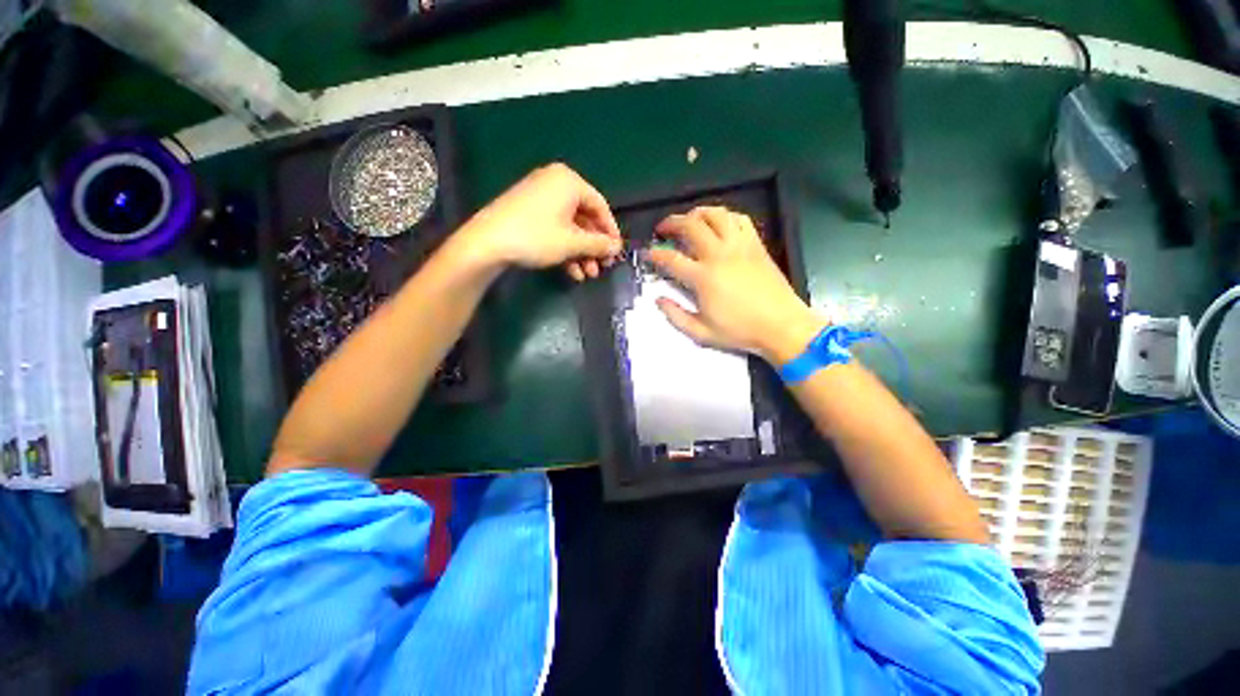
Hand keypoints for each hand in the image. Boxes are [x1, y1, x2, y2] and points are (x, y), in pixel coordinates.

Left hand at [455, 163, 621, 278]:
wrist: (486, 243)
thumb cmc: (536, 237)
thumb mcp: (572, 243)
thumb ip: (599, 244)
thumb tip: (617, 247)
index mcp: (568, 181)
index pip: (600, 206)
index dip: (611, 232)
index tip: (617, 252)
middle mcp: (555, 183)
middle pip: (585, 218)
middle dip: (594, 247)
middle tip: (602, 267)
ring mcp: (540, 197)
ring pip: (571, 227)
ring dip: (581, 253)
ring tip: (587, 274)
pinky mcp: (528, 212)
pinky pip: (556, 228)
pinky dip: (566, 249)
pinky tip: (572, 271)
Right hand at [648, 207, 826, 363]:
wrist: (781, 326)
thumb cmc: (740, 331)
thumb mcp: (702, 333)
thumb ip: (676, 316)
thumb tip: (659, 300)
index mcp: (703, 278)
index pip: (671, 258)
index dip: (654, 253)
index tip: (647, 253)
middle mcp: (719, 255)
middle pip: (691, 225)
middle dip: (671, 222)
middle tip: (663, 228)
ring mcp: (740, 246)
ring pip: (715, 214)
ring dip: (697, 213)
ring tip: (689, 220)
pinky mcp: (756, 245)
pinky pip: (740, 219)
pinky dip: (725, 216)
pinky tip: (719, 224)